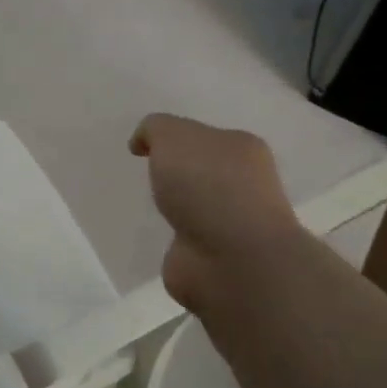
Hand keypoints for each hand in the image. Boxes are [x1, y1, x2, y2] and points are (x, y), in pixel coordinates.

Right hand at [130, 113, 300, 315]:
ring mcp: (230, 224)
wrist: (231, 258)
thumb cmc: (208, 186)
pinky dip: (172, 239)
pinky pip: (186, 240)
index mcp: (242, 150)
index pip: (205, 136)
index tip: (145, 148)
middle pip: (202, 170)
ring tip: (151, 207)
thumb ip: (155, 129)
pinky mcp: (212, 257)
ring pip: (195, 206)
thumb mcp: (173, 136)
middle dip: (178, 173)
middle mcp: (242, 184)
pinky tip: (157, 236)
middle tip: (149, 175)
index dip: (174, 138)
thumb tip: (143, 143)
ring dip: (176, 208)